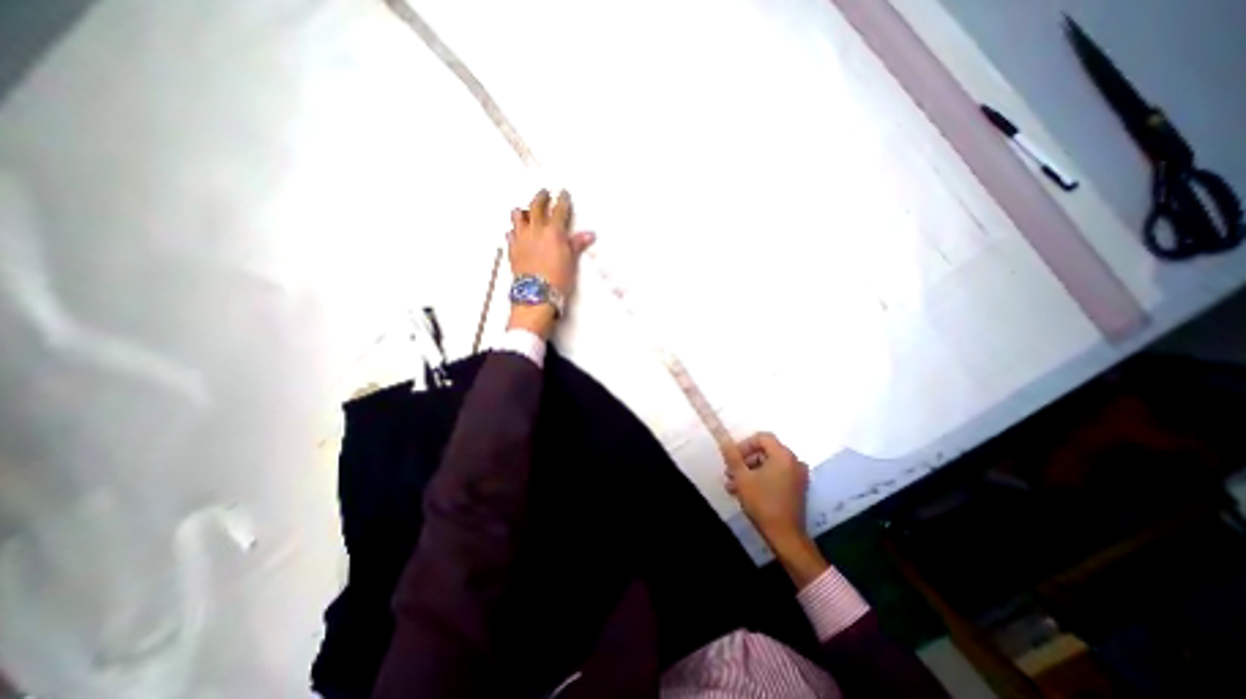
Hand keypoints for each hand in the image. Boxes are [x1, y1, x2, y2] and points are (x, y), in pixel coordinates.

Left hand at [511, 185, 597, 337]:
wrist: (536, 294)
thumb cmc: (556, 280)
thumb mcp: (571, 261)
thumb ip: (577, 244)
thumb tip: (588, 235)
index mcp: (553, 231)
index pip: (558, 209)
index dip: (562, 199)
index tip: (563, 193)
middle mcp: (535, 230)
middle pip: (536, 206)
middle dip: (541, 197)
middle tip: (544, 193)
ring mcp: (521, 238)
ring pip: (518, 216)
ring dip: (523, 210)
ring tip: (525, 209)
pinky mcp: (512, 249)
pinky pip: (510, 233)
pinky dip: (514, 229)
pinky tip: (516, 231)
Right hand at [726, 435, 814, 553]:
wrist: (785, 536)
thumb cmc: (762, 503)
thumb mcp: (742, 477)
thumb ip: (732, 456)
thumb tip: (724, 440)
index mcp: (783, 455)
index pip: (762, 437)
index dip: (744, 445)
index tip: (732, 458)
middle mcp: (794, 462)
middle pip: (765, 451)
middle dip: (745, 460)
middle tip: (730, 472)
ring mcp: (798, 476)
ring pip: (769, 464)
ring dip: (750, 471)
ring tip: (733, 485)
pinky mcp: (797, 488)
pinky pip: (777, 475)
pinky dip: (761, 478)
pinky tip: (745, 491)